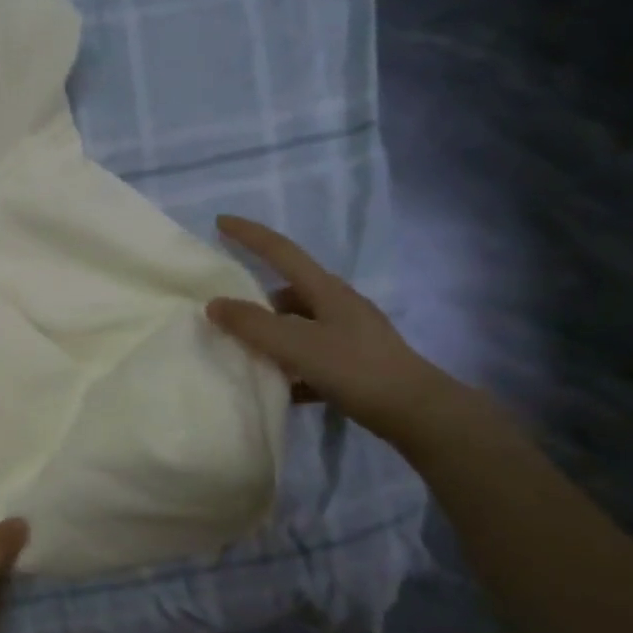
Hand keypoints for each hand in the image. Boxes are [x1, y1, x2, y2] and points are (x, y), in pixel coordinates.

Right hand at [206, 214, 463, 448]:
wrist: (417, 412)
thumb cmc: (356, 369)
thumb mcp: (297, 345)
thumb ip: (253, 325)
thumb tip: (214, 304)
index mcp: (325, 290)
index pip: (280, 251)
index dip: (249, 234)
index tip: (220, 221)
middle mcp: (337, 305)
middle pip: (287, 291)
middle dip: (255, 299)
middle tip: (225, 313)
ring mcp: (348, 335)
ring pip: (297, 326)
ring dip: (271, 336)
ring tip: (245, 354)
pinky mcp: (354, 364)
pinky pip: (310, 356)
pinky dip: (290, 366)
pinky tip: (278, 386)